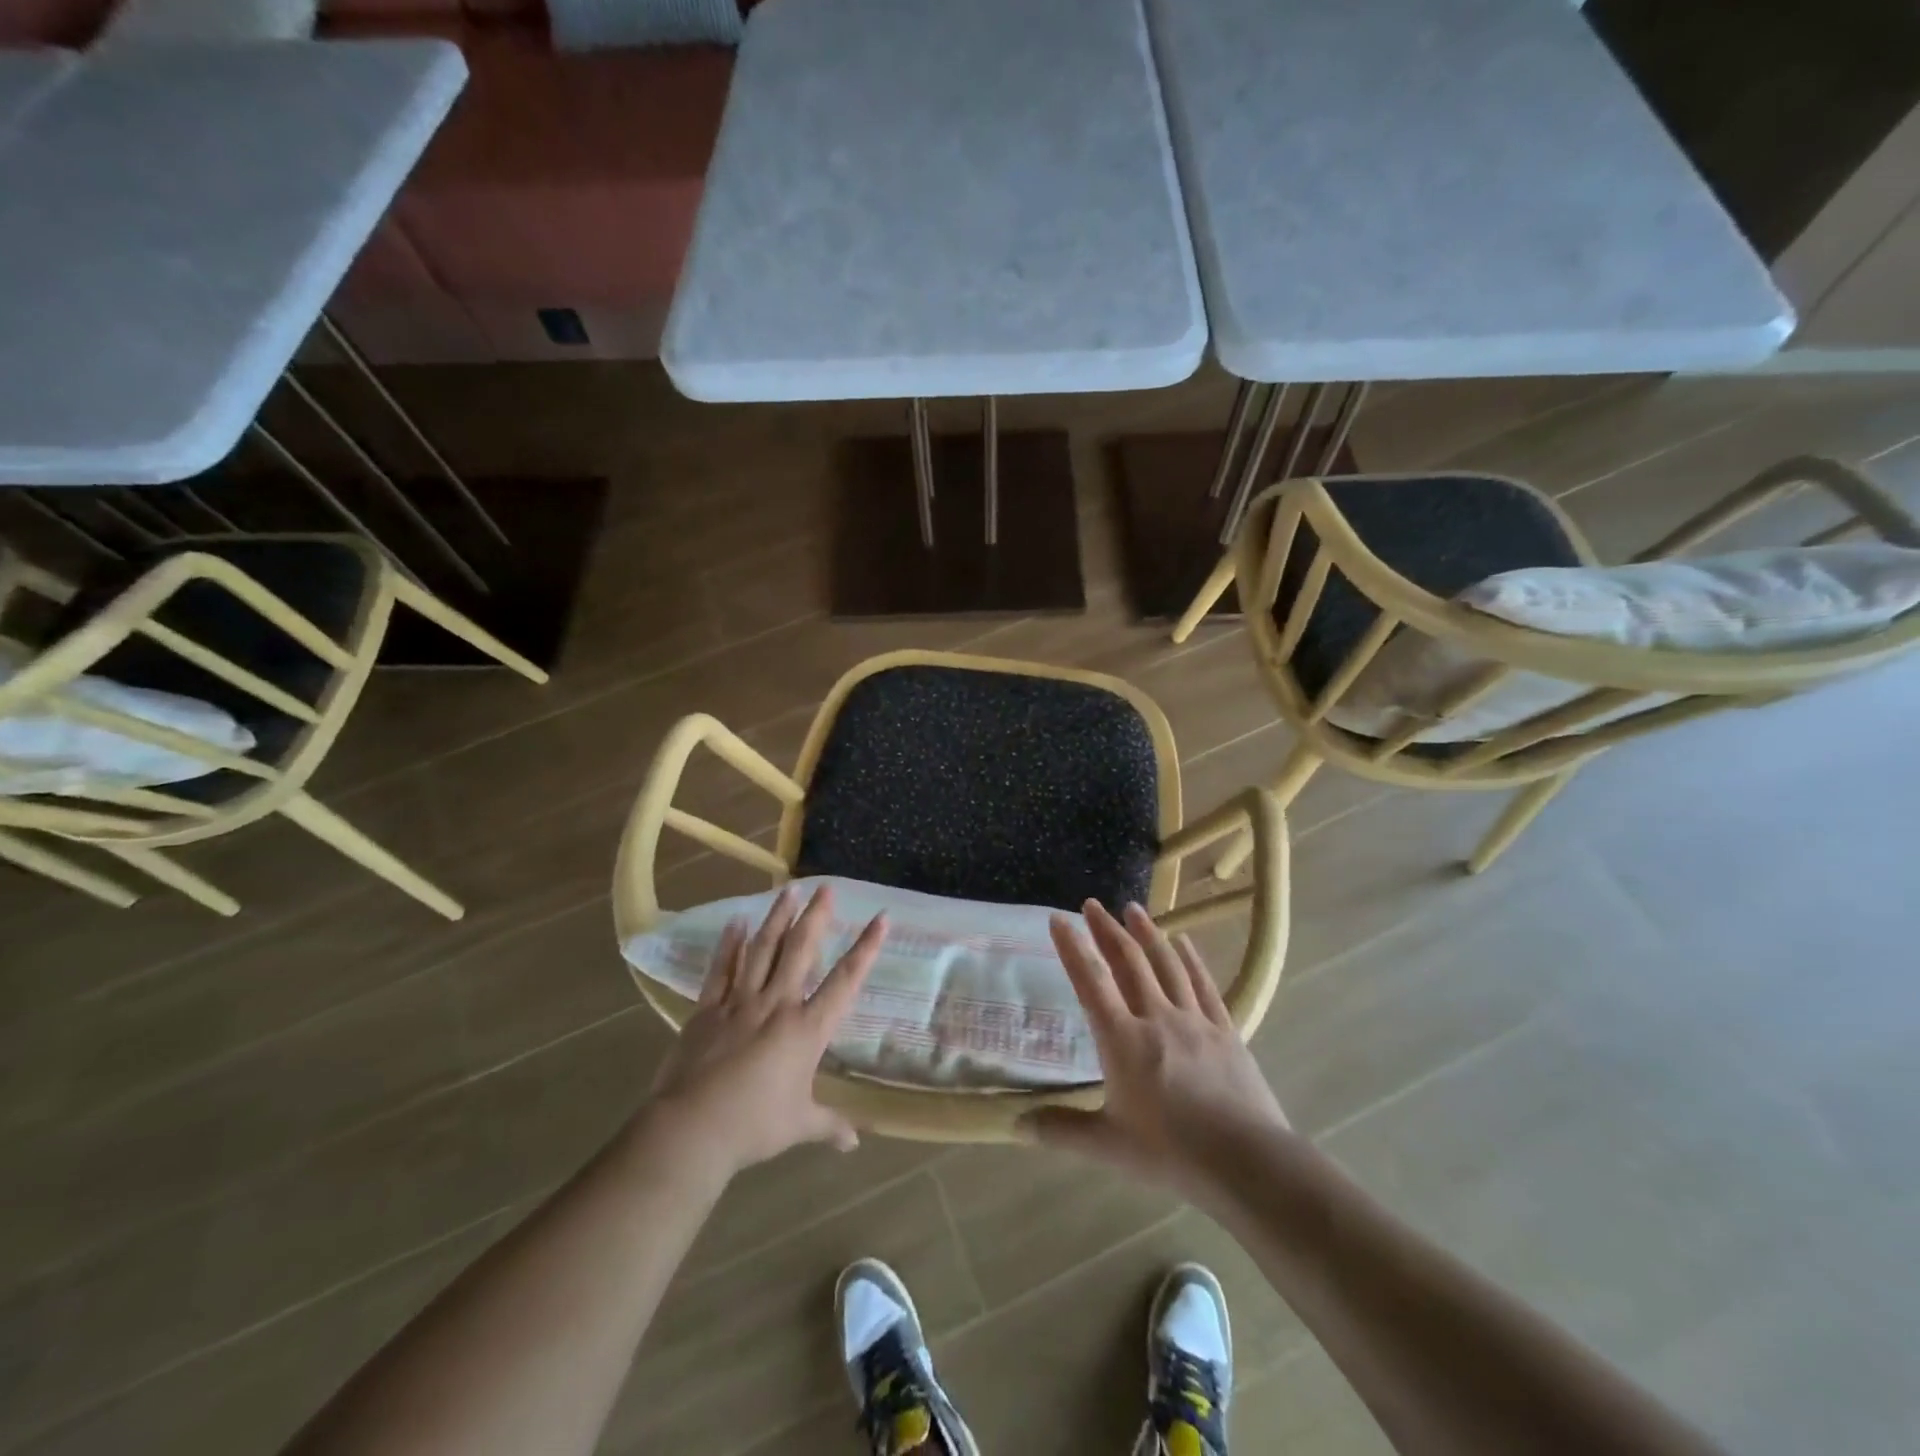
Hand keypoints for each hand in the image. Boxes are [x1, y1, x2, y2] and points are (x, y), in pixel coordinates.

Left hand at [647, 884, 885, 1176]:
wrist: (692, 1129)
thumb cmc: (754, 1127)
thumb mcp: (799, 1126)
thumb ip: (829, 1126)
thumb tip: (854, 1143)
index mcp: (806, 1029)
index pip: (844, 981)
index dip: (865, 948)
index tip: (880, 918)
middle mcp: (777, 1004)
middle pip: (800, 950)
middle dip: (816, 916)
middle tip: (826, 888)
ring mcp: (740, 1002)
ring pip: (763, 950)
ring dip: (777, 918)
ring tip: (787, 890)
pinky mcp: (708, 1009)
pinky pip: (722, 970)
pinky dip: (729, 945)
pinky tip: (736, 922)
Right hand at [1023, 901, 1289, 1197]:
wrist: (1246, 1161)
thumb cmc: (1171, 1152)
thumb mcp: (1108, 1146)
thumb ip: (1061, 1131)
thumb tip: (1015, 1126)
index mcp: (1122, 1040)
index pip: (1090, 982)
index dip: (1072, 947)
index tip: (1058, 918)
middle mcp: (1156, 1017)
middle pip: (1128, 962)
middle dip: (1107, 929)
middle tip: (1092, 903)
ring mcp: (1194, 1020)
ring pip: (1166, 965)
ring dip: (1147, 933)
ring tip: (1133, 908)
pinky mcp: (1224, 1029)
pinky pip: (1203, 984)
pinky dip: (1190, 959)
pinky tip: (1184, 941)